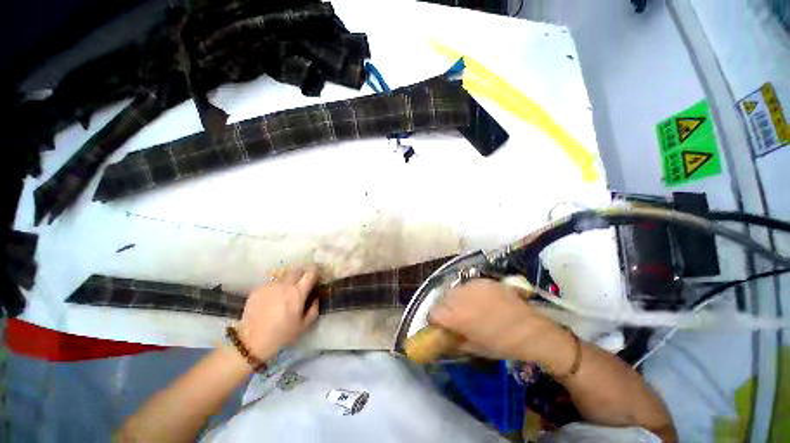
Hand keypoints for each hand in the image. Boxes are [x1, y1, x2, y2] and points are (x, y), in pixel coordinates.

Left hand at [238, 268, 319, 358]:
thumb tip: (315, 298)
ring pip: (284, 277)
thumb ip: (314, 309)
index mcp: (298, 292)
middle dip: (302, 273)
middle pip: (297, 270)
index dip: (316, 271)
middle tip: (303, 282)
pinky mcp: (258, 290)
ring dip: (288, 282)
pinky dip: (275, 289)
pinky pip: (271, 284)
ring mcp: (270, 286)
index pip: (311, 273)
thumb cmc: (281, 334)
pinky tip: (272, 300)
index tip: (317, 274)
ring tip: (285, 293)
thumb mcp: (304, 325)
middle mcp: (284, 285)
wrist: (251, 342)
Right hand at [429, 279, 566, 361]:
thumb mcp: (474, 348)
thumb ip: (455, 341)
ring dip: (456, 298)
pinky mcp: (484, 280)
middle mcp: (461, 297)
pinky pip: (469, 284)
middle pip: (442, 298)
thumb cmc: (501, 345)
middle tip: (454, 316)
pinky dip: (469, 292)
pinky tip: (479, 300)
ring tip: (467, 306)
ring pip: (454, 289)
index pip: (433, 312)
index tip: (440, 325)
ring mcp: (473, 286)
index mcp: (457, 316)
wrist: (530, 331)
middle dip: (445, 308)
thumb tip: (443, 336)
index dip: (435, 319)